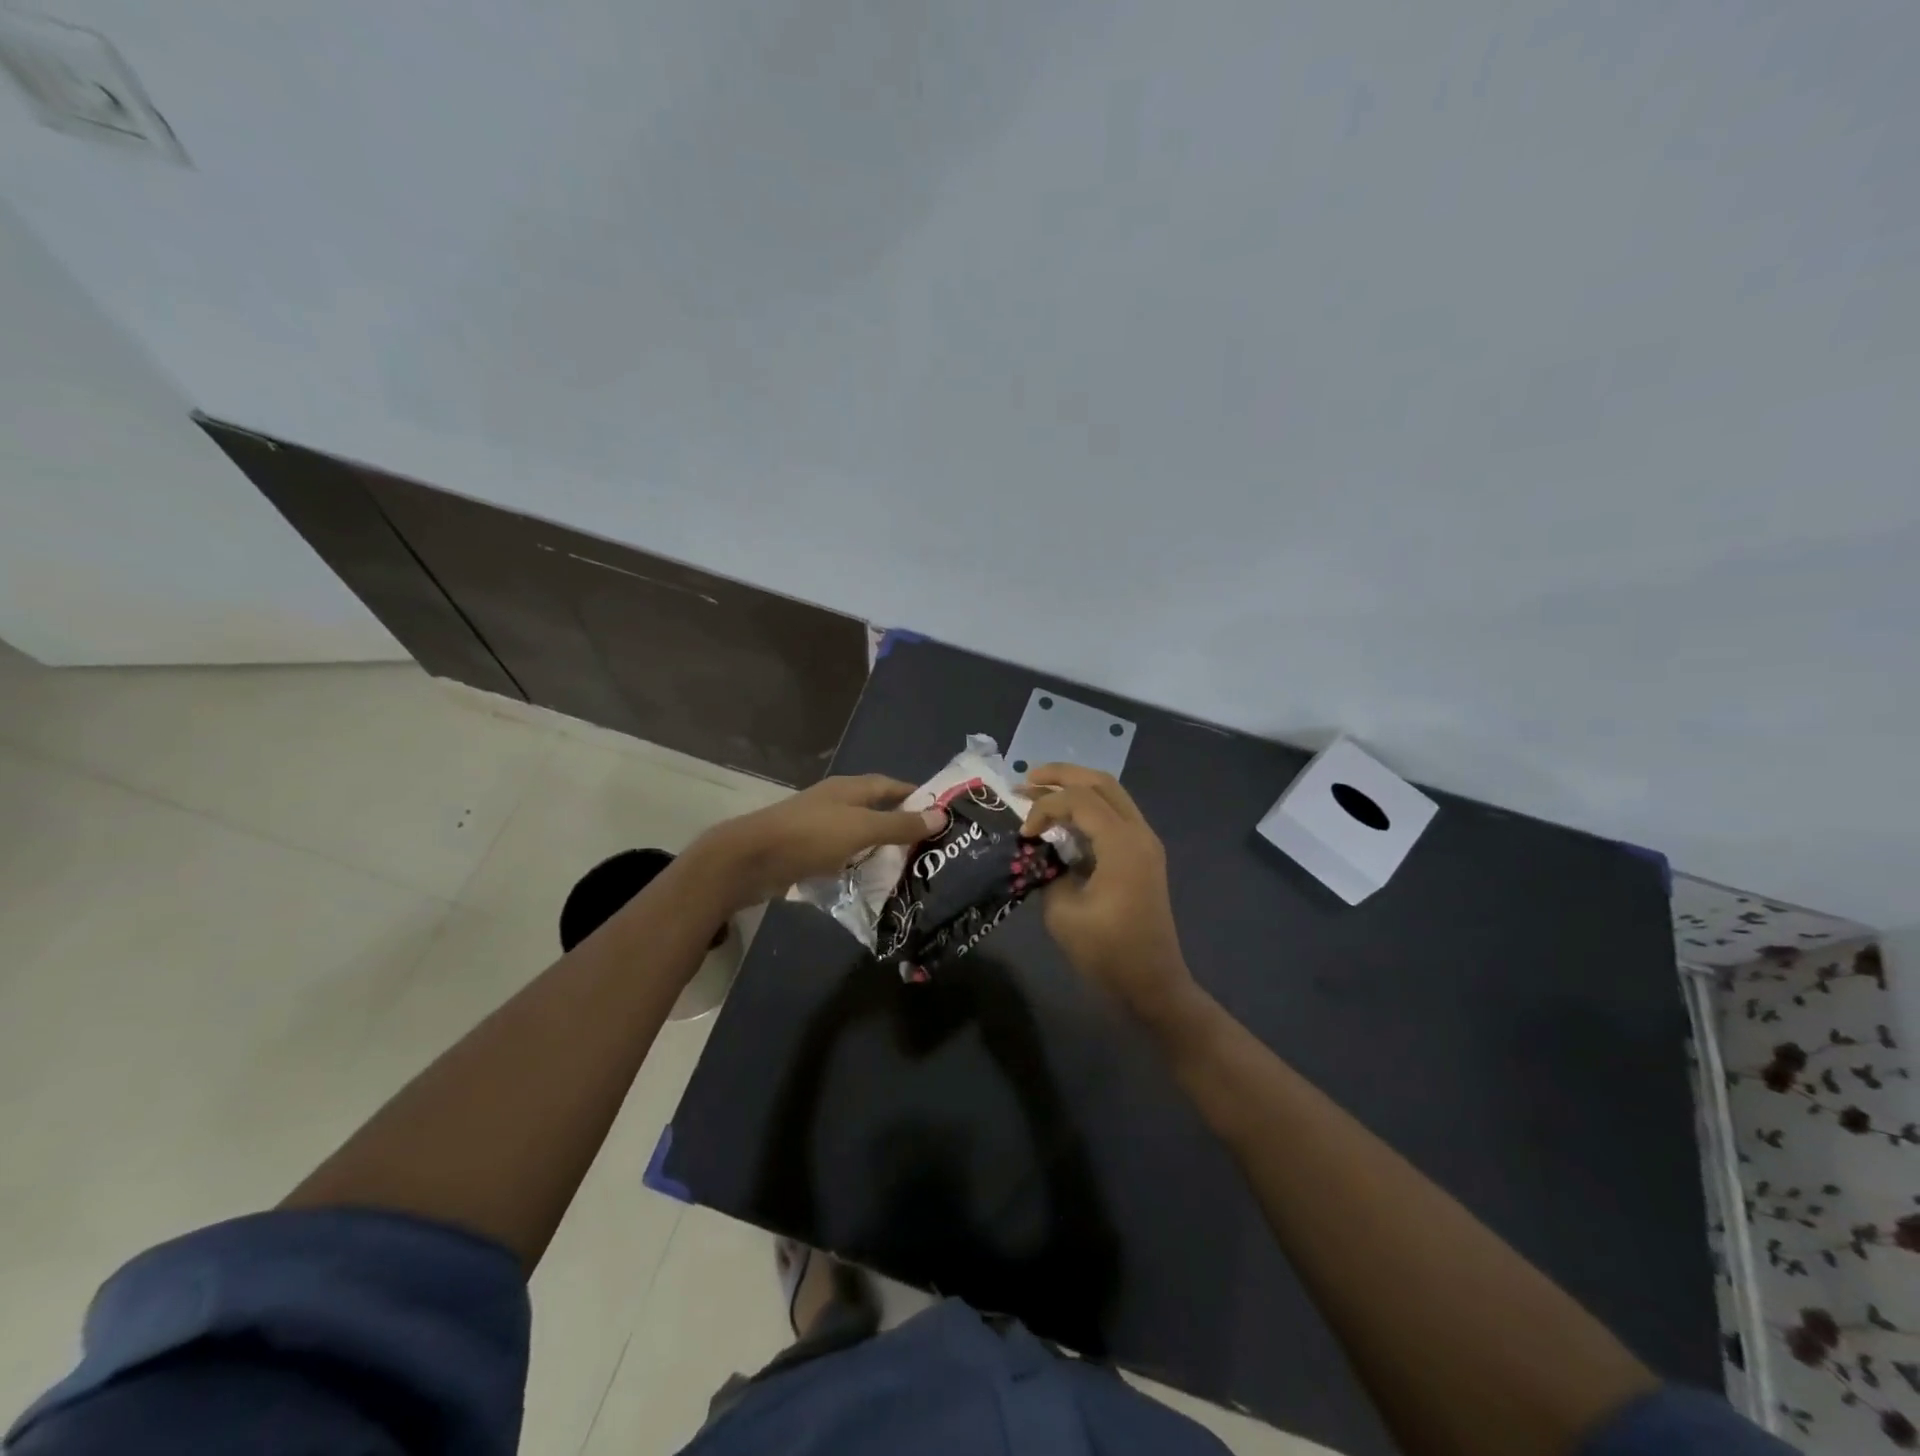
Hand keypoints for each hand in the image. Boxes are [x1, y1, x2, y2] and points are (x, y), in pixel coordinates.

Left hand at [692, 774, 946, 910]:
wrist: (749, 860)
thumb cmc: (810, 837)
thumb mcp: (861, 829)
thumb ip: (900, 825)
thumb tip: (942, 815)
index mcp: (850, 788)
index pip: (892, 786)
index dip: (916, 796)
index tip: (941, 815)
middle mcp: (836, 802)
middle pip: (876, 809)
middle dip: (901, 825)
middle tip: (930, 848)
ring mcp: (818, 826)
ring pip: (858, 834)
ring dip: (879, 848)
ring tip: (907, 868)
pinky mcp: (806, 850)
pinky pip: (841, 855)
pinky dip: (857, 864)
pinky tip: (868, 882)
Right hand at [1020, 764, 1196, 1025]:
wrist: (1152, 983)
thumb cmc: (1107, 952)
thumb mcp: (1063, 912)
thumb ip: (1050, 870)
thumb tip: (1045, 852)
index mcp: (1122, 844)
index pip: (1079, 800)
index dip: (1044, 806)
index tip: (1024, 832)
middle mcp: (1139, 833)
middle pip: (1100, 782)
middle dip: (1061, 775)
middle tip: (1026, 778)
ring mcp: (1145, 842)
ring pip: (1111, 795)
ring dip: (1076, 788)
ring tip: (1040, 790)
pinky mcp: (1143, 855)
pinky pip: (1115, 816)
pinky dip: (1088, 809)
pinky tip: (1064, 820)